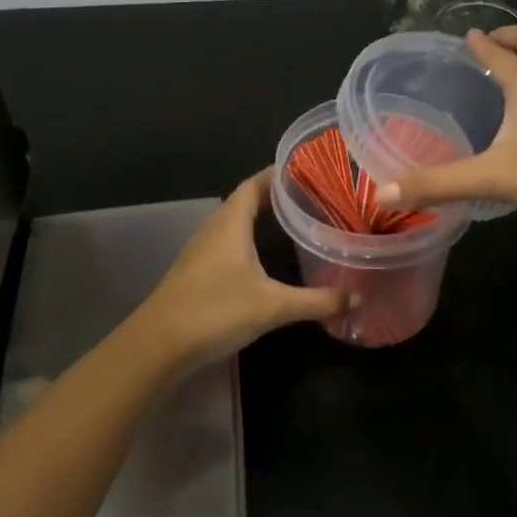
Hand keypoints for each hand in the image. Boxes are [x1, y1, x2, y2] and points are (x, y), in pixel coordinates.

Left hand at [127, 171, 348, 367]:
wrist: (159, 345)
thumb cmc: (216, 311)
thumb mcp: (274, 306)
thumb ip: (317, 301)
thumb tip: (357, 298)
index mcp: (231, 223)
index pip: (254, 184)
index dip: (277, 174)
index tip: (306, 170)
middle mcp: (214, 229)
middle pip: (244, 201)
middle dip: (274, 196)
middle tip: (308, 197)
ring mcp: (201, 251)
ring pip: (233, 223)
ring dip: (258, 218)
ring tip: (291, 221)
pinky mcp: (195, 272)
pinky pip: (226, 243)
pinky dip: (247, 240)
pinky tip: (262, 257)